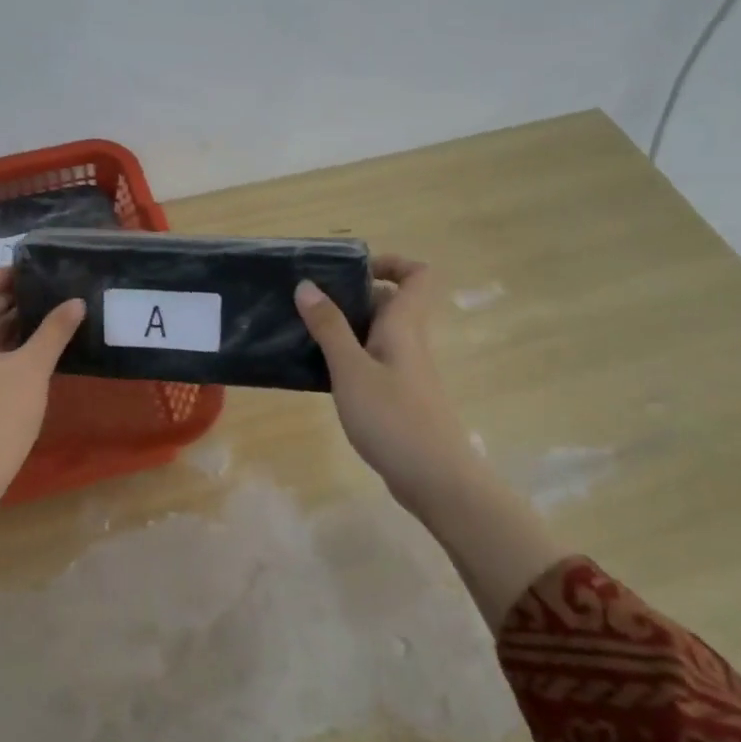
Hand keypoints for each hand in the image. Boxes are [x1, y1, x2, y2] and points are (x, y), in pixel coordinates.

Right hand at [295, 255, 477, 514]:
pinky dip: (349, 359)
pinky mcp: (398, 398)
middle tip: (311, 303)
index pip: (417, 274)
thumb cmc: (393, 417)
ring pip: (378, 334)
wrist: (435, 478)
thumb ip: (329, 328)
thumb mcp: (351, 369)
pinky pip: (373, 362)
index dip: (391, 262)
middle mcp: (409, 342)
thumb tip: (307, 285)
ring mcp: (406, 372)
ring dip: (346, 329)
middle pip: (390, 303)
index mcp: (404, 326)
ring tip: (305, 334)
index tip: (352, 270)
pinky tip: (321, 374)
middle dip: (353, 296)